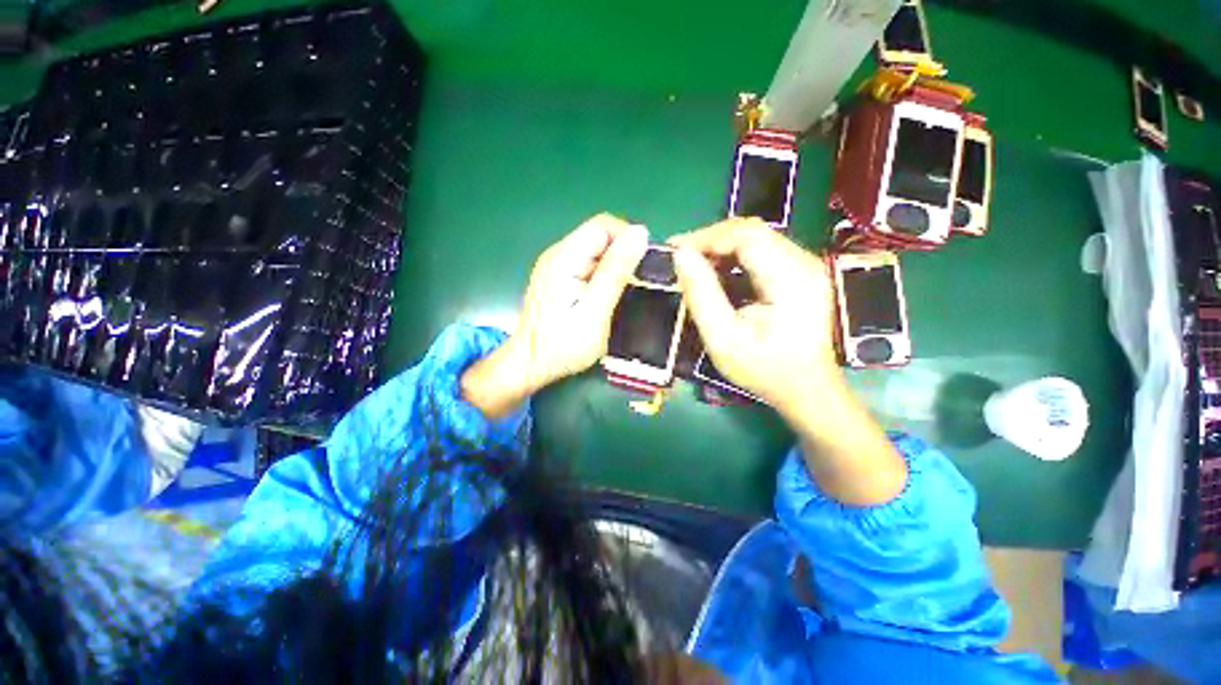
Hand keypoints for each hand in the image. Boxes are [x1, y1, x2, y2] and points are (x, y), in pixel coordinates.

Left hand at [462, 215, 648, 417]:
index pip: (603, 226)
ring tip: (626, 291)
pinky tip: (609, 296)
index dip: (628, 238)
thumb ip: (615, 271)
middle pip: (599, 236)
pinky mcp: (558, 279)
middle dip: (623, 253)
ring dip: (615, 266)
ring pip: (595, 252)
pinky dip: (603, 275)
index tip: (645, 265)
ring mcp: (556, 267)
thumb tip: (639, 233)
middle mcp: (558, 255)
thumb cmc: (563, 344)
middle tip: (638, 283)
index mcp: (565, 257)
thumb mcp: (595, 310)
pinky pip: (587, 265)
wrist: (529, 365)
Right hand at [671, 218, 906, 505]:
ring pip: (755, 239)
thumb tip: (680, 256)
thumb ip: (701, 295)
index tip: (674, 250)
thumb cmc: (764, 370)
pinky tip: (717, 275)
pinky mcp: (799, 273)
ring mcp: (805, 266)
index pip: (746, 236)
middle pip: (752, 232)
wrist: (806, 389)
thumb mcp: (723, 339)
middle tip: (681, 258)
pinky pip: (761, 252)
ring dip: (721, 248)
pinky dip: (733, 258)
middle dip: (711, 241)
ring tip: (695, 266)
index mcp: (791, 279)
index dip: (706, 238)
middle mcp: (804, 263)